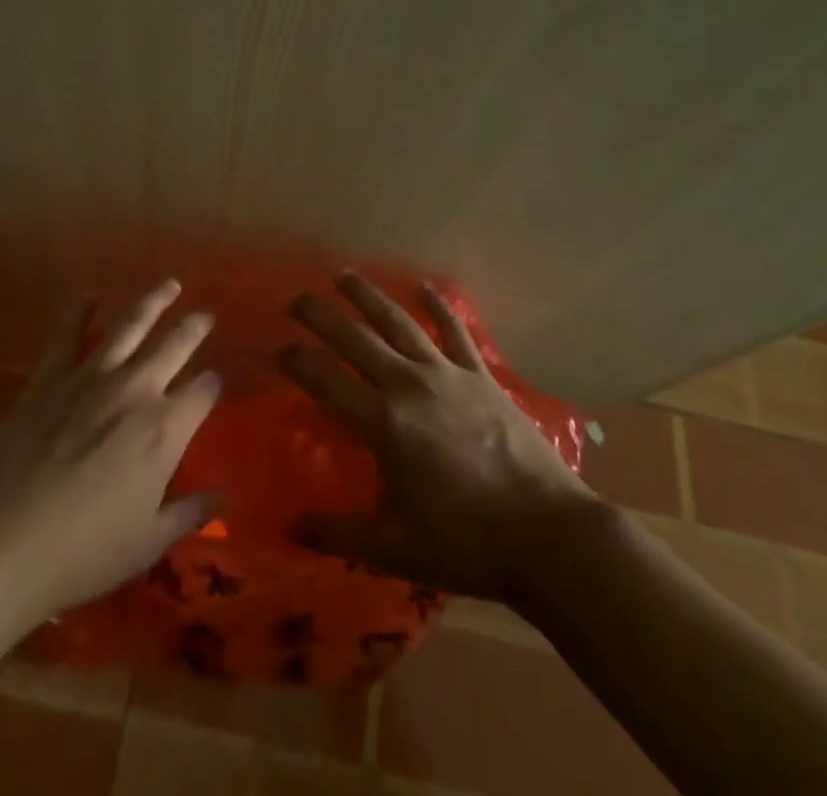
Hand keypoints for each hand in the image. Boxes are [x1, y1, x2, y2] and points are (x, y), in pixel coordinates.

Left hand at [0, 280, 220, 624]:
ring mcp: (90, 378)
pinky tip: (88, 297)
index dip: (213, 384)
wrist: (1, 540)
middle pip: (173, 347)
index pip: (202, 393)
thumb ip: (189, 514)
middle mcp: (135, 391)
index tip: (216, 381)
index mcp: (165, 430)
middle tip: (205, 316)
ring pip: (129, 326)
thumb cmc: (82, 552)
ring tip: (169, 286)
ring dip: (152, 302)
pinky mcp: (49, 377)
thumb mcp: (147, 544)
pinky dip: (79, 312)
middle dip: (194, 329)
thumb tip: (226, 497)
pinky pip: (67, 335)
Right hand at [277, 273, 597, 601]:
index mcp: (383, 424)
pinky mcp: (480, 375)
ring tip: (344, 276)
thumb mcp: (394, 549)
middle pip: (355, 337)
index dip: (296, 361)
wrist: (548, 534)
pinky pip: (455, 331)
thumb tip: (288, 527)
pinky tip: (426, 288)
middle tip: (297, 301)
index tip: (278, 351)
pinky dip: (439, 306)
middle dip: (320, 315)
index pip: (325, 380)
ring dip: (368, 297)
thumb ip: (338, 533)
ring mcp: (447, 374)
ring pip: (399, 322)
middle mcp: (408, 385)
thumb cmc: (467, 543)